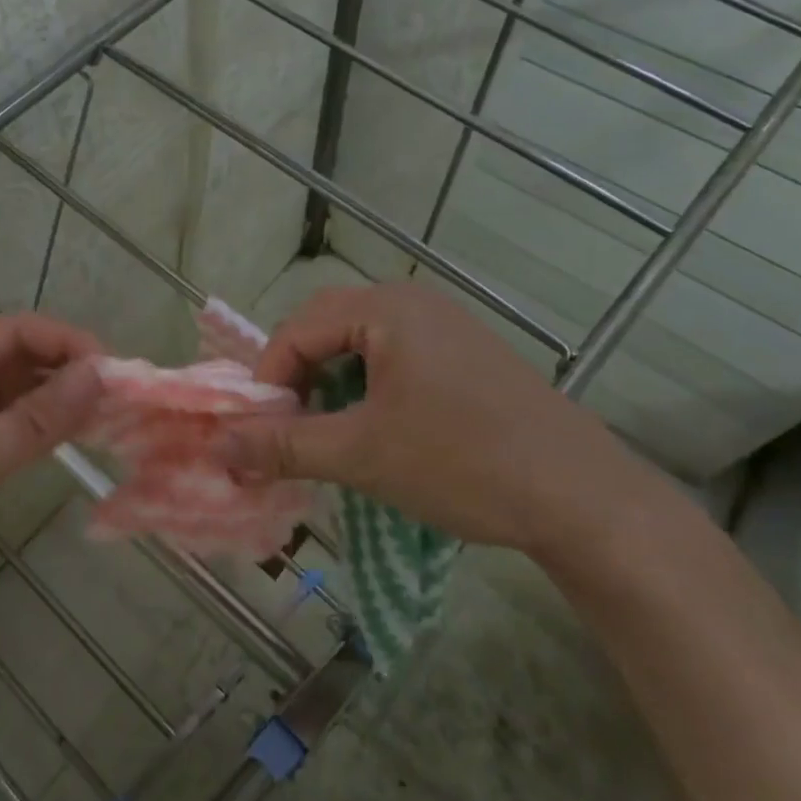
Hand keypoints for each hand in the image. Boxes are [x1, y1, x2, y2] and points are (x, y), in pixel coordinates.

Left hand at [0, 313, 101, 643]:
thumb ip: (36, 417)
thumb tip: (99, 373)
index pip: (9, 332)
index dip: (62, 340)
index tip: (111, 365)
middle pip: (15, 359)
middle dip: (64, 369)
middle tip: (119, 392)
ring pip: (16, 396)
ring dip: (58, 399)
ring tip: (110, 411)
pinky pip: (11, 430)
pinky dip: (44, 430)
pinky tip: (78, 434)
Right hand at [216, 283, 691, 564]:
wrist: (582, 498)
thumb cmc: (462, 463)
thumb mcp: (361, 455)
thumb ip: (283, 446)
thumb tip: (217, 449)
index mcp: (388, 308)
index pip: (297, 329)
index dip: (268, 380)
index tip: (258, 432)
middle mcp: (415, 302)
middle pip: (326, 327)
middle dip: (296, 378)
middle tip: (286, 428)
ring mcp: (446, 326)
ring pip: (359, 344)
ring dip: (330, 384)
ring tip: (323, 432)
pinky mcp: (465, 355)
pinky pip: (394, 357)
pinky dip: (365, 388)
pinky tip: (371, 428)